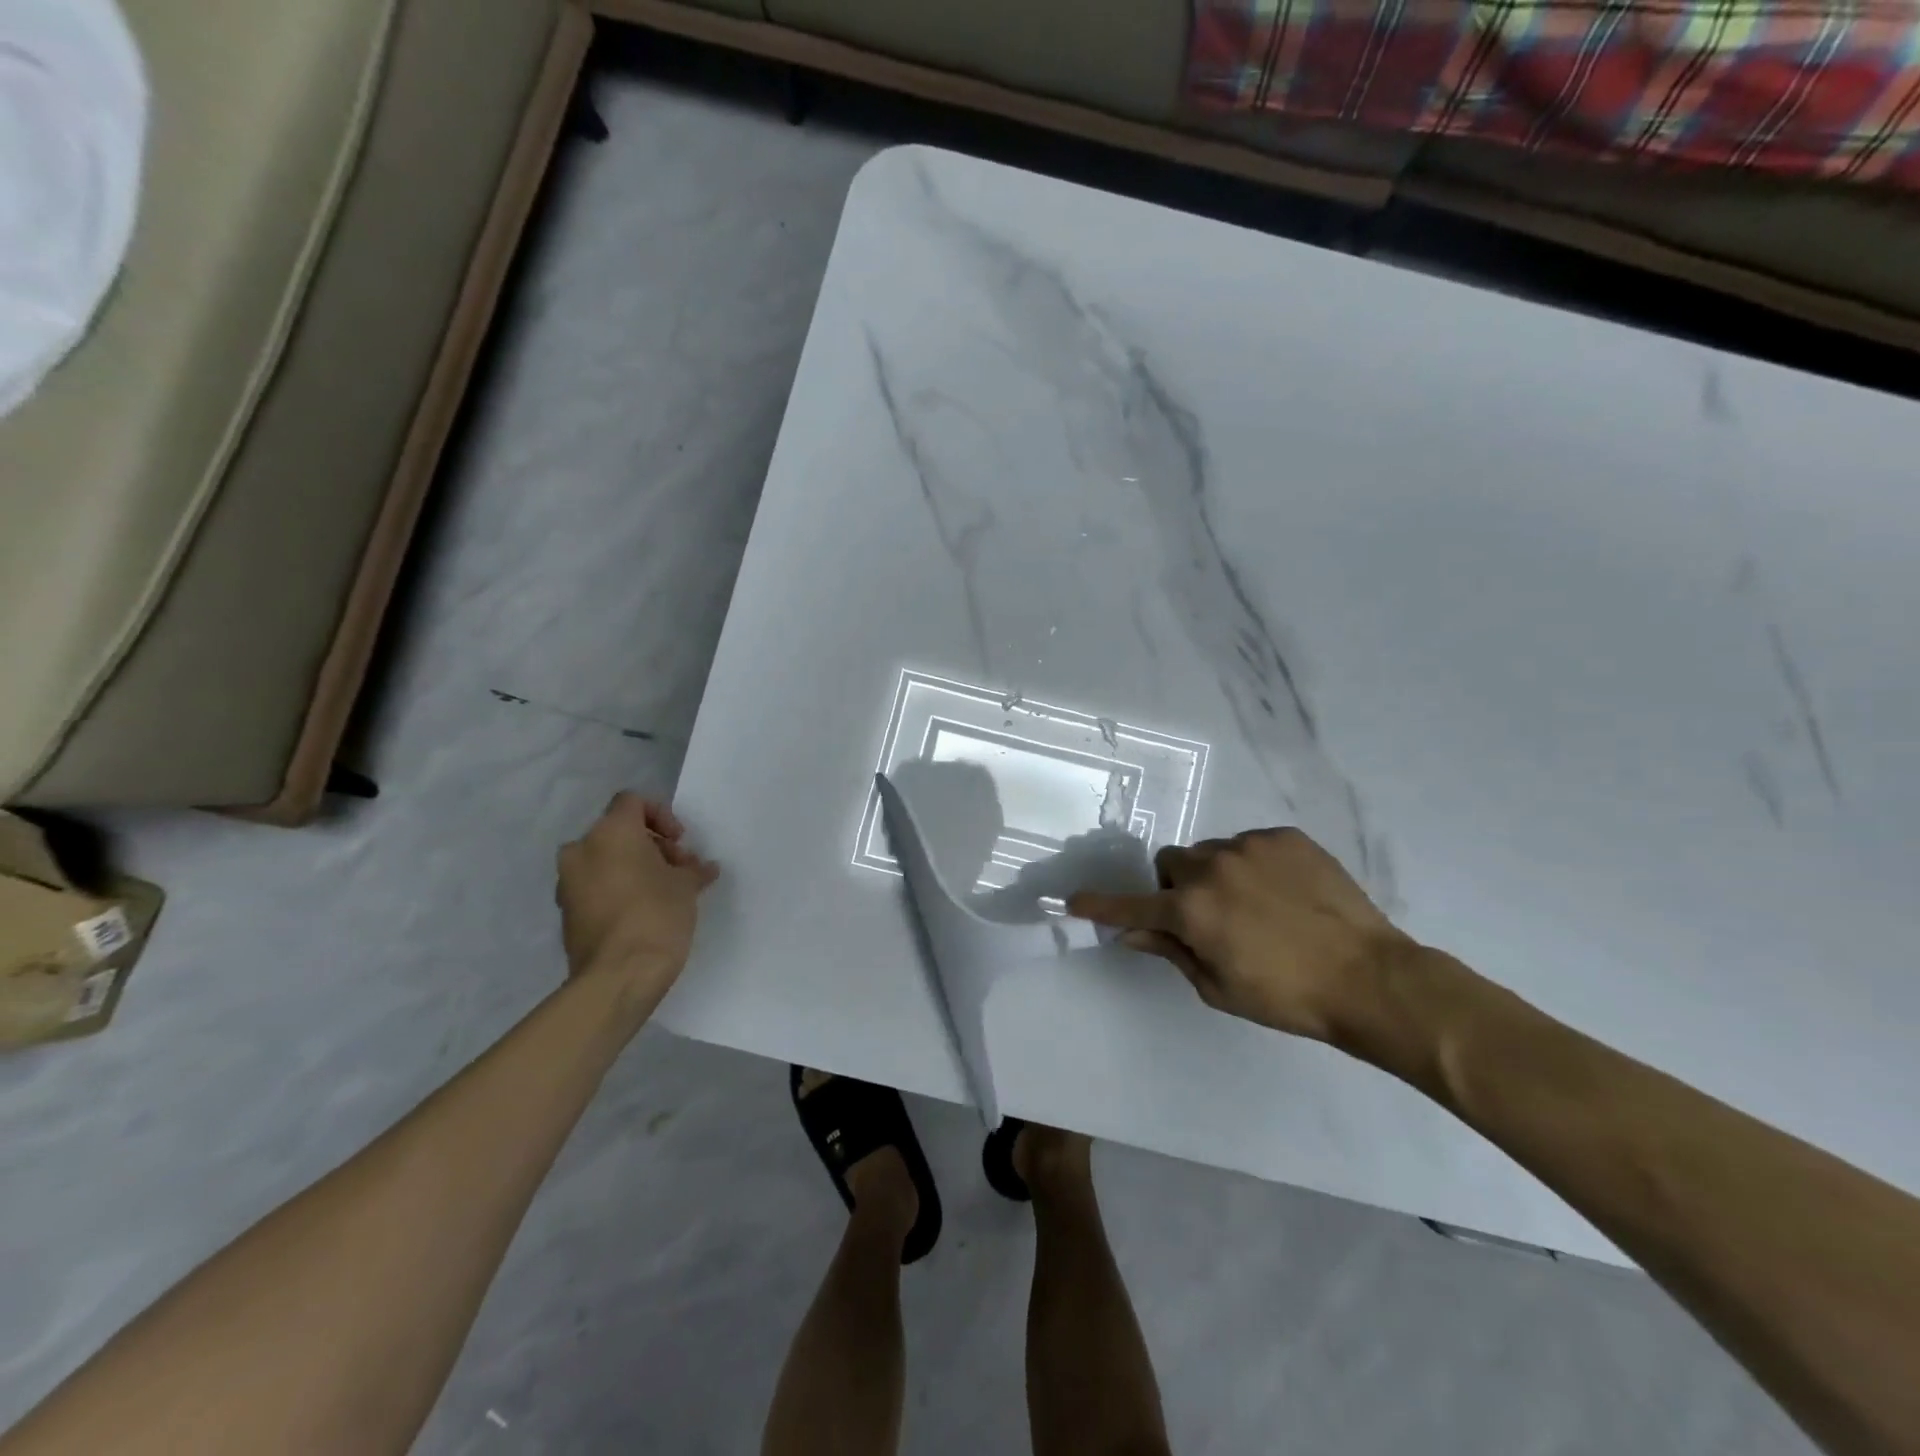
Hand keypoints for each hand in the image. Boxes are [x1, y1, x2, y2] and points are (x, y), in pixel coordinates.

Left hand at [557, 793, 718, 1011]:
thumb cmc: (657, 915)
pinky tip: (644, 911)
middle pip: (619, 832)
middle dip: (651, 846)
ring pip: (605, 860)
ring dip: (634, 868)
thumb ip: (692, 869)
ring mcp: (568, 882)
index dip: (661, 815)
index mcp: (610, 832)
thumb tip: (702, 868)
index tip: (679, 841)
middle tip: (679, 869)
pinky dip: (617, 889)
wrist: (618, 976)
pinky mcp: (567, 912)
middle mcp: (582, 850)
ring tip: (665, 892)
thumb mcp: (686, 886)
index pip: (632, 801)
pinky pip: (595, 887)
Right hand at [1068, 827, 1419, 1042]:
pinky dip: (1254, 865)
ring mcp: (1250, 846)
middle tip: (1207, 916)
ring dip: (1217, 875)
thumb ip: (1171, 951)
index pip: (1132, 905)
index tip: (1074, 900)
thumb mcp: (1219, 987)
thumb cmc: (1287, 996)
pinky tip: (1284, 893)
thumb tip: (1134, 933)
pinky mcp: (1285, 837)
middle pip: (1172, 864)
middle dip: (1178, 887)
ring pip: (1212, 852)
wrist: (1369, 977)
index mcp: (1191, 910)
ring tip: (1256, 905)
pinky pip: (1251, 844)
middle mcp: (1212, 868)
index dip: (1101, 905)